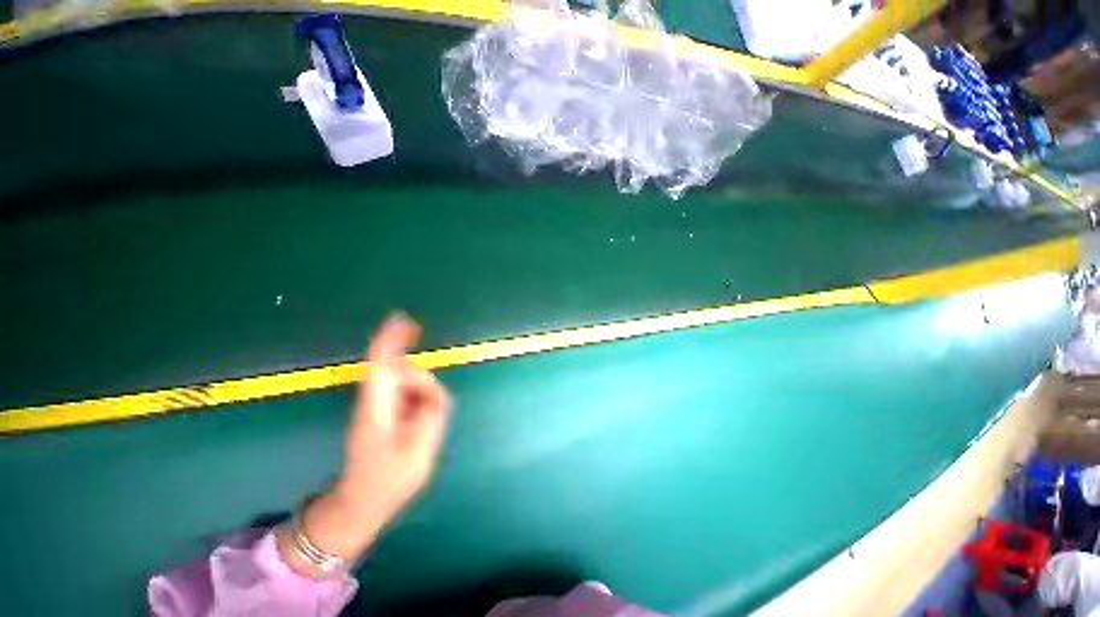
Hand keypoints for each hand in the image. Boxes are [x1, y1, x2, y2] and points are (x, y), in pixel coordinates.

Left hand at [278, 313, 451, 576]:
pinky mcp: (382, 410)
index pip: (382, 366)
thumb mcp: (418, 450)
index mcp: (377, 410)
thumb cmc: (388, 482)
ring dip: (420, 391)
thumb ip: (431, 413)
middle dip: (412, 367)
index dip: (391, 340)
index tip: (403, 319)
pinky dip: (416, 396)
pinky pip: (403, 391)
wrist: (360, 503)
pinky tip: (419, 418)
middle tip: (424, 383)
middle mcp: (373, 401)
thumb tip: (433, 389)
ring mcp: (376, 405)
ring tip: (423, 427)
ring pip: (402, 379)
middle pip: (394, 368)